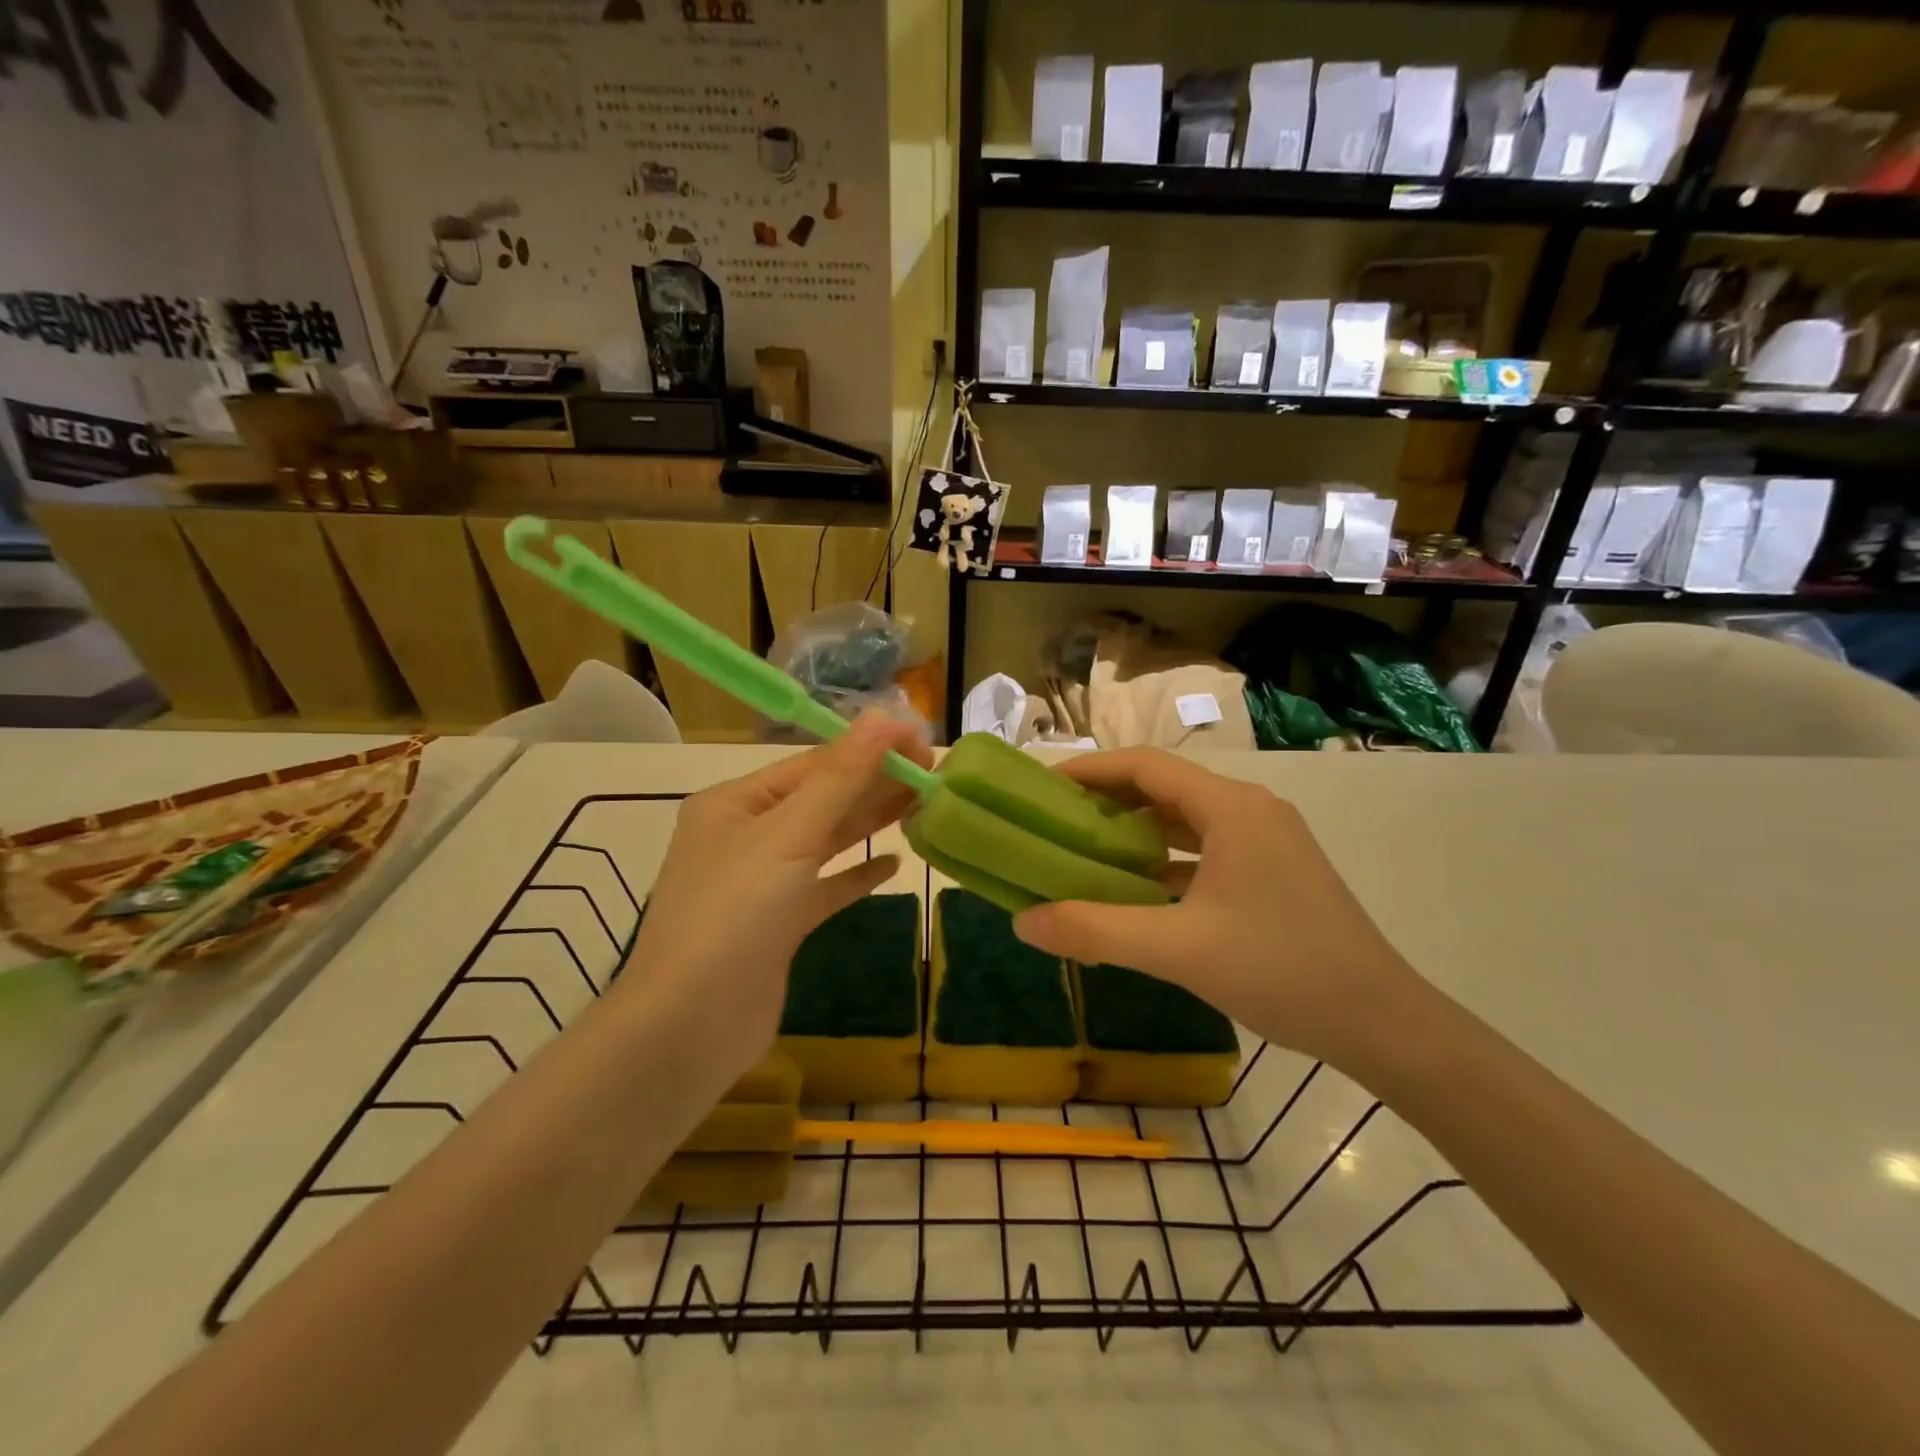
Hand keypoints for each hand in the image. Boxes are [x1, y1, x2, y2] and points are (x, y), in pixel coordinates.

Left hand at [618, 715, 931, 1080]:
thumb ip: (840, 777)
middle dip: (874, 783)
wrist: (690, 1027)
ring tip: (923, 803)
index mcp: (734, 803)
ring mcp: (762, 882)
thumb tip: (883, 716)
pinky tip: (893, 864)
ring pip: (825, 841)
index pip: (811, 764)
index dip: (867, 750)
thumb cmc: (735, 914)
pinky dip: (857, 875)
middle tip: (933, 771)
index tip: (920, 742)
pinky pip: (825, 888)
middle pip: (821, 799)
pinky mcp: (779, 924)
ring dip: (870, 823)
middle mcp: (745, 835)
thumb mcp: (788, 836)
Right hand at [1011, 749, 1420, 1067]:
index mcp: (1231, 808)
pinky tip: (1136, 887)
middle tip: (1055, 820)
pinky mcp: (1273, 870)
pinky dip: (1165, 858)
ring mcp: (1266, 840)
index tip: (1043, 787)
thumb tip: (1024, 921)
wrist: (1382, 1022)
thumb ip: (1096, 931)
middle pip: (1164, 787)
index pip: (1145, 765)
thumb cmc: (1281, 970)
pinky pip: (1205, 848)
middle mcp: (1250, 810)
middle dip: (1107, 799)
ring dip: (1136, 830)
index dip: (1089, 770)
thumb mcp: (1178, 950)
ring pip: (1185, 819)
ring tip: (1084, 849)